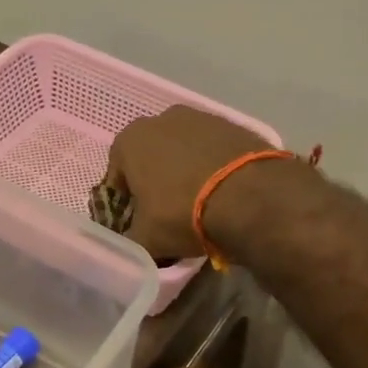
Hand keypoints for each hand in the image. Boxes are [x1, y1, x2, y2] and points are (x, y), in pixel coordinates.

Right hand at [104, 106, 274, 259]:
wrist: (251, 197)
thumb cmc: (183, 214)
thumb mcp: (146, 240)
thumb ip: (128, 243)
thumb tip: (127, 249)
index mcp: (130, 141)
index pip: (116, 178)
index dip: (125, 205)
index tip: (138, 225)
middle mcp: (161, 119)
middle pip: (151, 160)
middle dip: (156, 185)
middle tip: (168, 216)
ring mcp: (201, 117)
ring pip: (183, 153)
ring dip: (185, 174)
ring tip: (200, 207)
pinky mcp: (234, 125)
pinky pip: (213, 152)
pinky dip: (213, 169)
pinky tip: (223, 194)